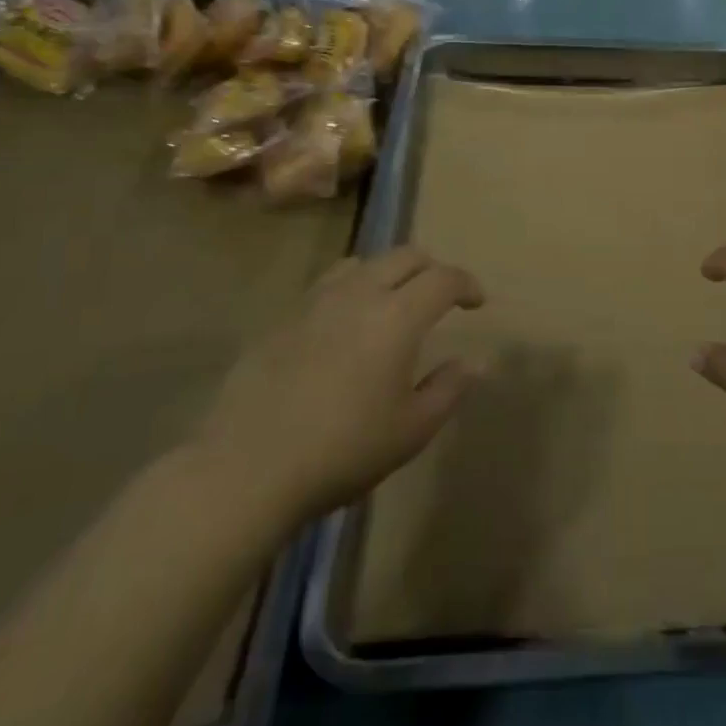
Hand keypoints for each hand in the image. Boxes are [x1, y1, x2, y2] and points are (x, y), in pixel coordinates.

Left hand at [190, 247, 484, 520]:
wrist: (247, 468)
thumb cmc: (343, 451)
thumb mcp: (411, 430)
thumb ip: (449, 388)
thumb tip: (476, 361)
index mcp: (397, 316)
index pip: (443, 278)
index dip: (467, 284)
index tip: (477, 303)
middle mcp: (359, 294)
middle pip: (405, 256)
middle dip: (432, 269)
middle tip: (441, 298)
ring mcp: (315, 302)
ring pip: (363, 263)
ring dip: (389, 273)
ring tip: (392, 304)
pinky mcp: (282, 319)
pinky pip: (327, 285)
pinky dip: (351, 290)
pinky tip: (345, 326)